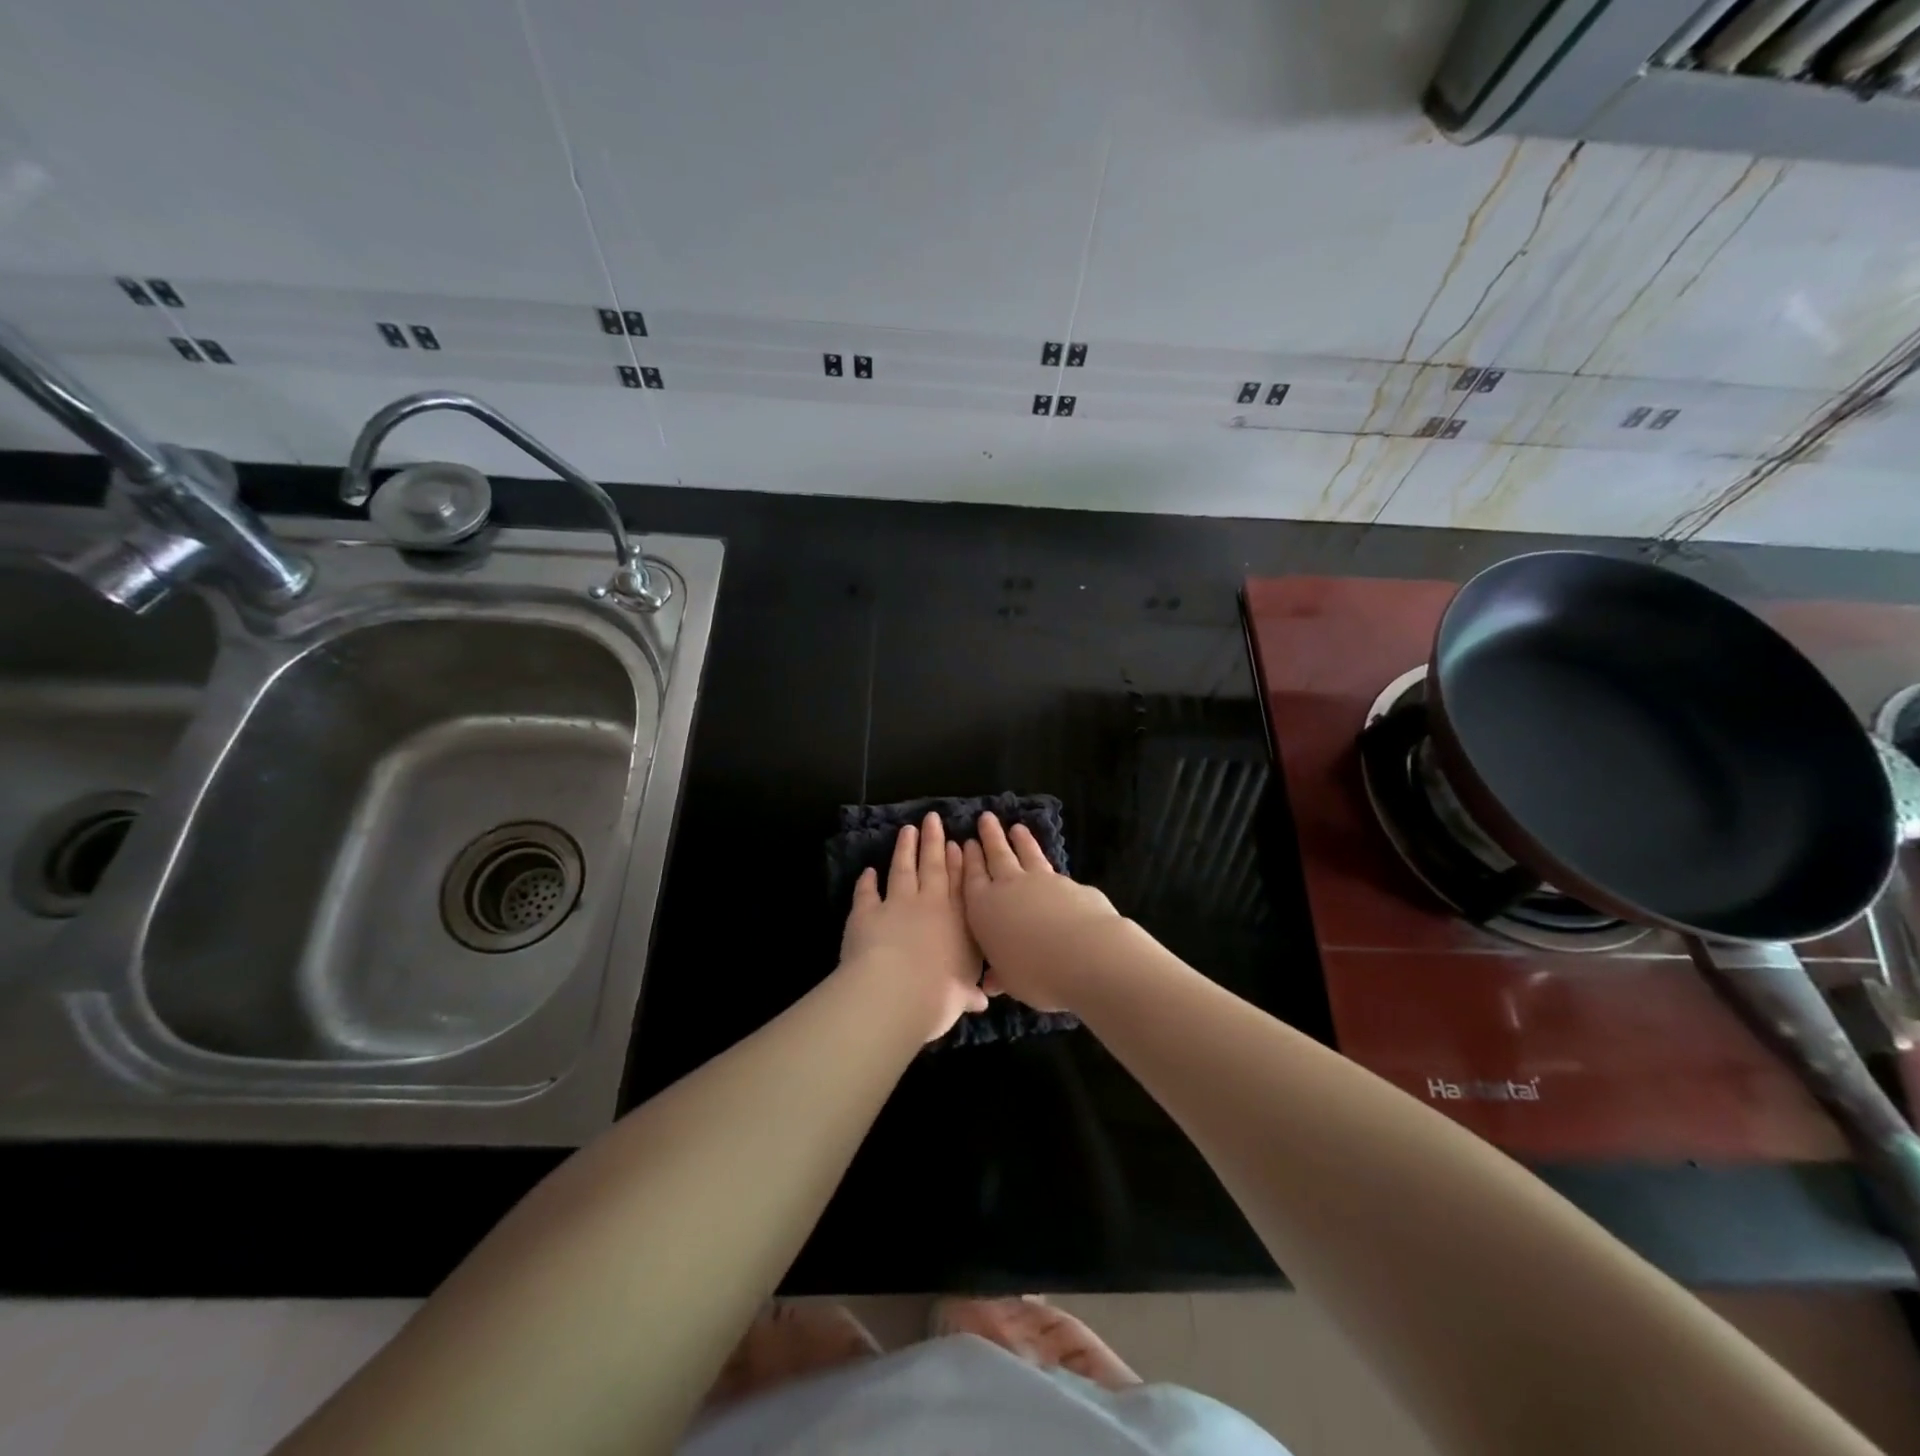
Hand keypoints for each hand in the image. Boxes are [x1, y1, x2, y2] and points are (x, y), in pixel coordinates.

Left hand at [839, 812, 988, 1042]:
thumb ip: (968, 992)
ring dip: (905, 849)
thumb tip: (981, 1000)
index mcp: (959, 921)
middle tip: (933, 819)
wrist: (896, 991)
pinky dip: (867, 881)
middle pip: (933, 866)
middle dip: (934, 841)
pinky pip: (867, 893)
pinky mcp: (866, 912)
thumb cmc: (939, 994)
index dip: (960, 862)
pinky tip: (868, 871)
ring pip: (902, 869)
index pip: (962, 885)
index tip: (959, 843)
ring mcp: (897, 904)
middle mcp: (930, 905)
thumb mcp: (961, 996)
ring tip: (907, 830)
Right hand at [960, 812, 1121, 1012]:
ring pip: (1026, 854)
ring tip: (1016, 827)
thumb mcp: (1011, 981)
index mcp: (984, 908)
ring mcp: (1042, 881)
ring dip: (1020, 840)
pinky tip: (1049, 864)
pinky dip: (1046, 861)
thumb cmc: (1035, 972)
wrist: (1086, 954)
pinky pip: (1052, 868)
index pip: (971, 878)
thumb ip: (1000, 975)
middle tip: (986, 818)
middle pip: (997, 855)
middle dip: (990, 837)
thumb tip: (992, 983)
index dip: (968, 860)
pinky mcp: (1070, 884)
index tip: (966, 843)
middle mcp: (1009, 887)